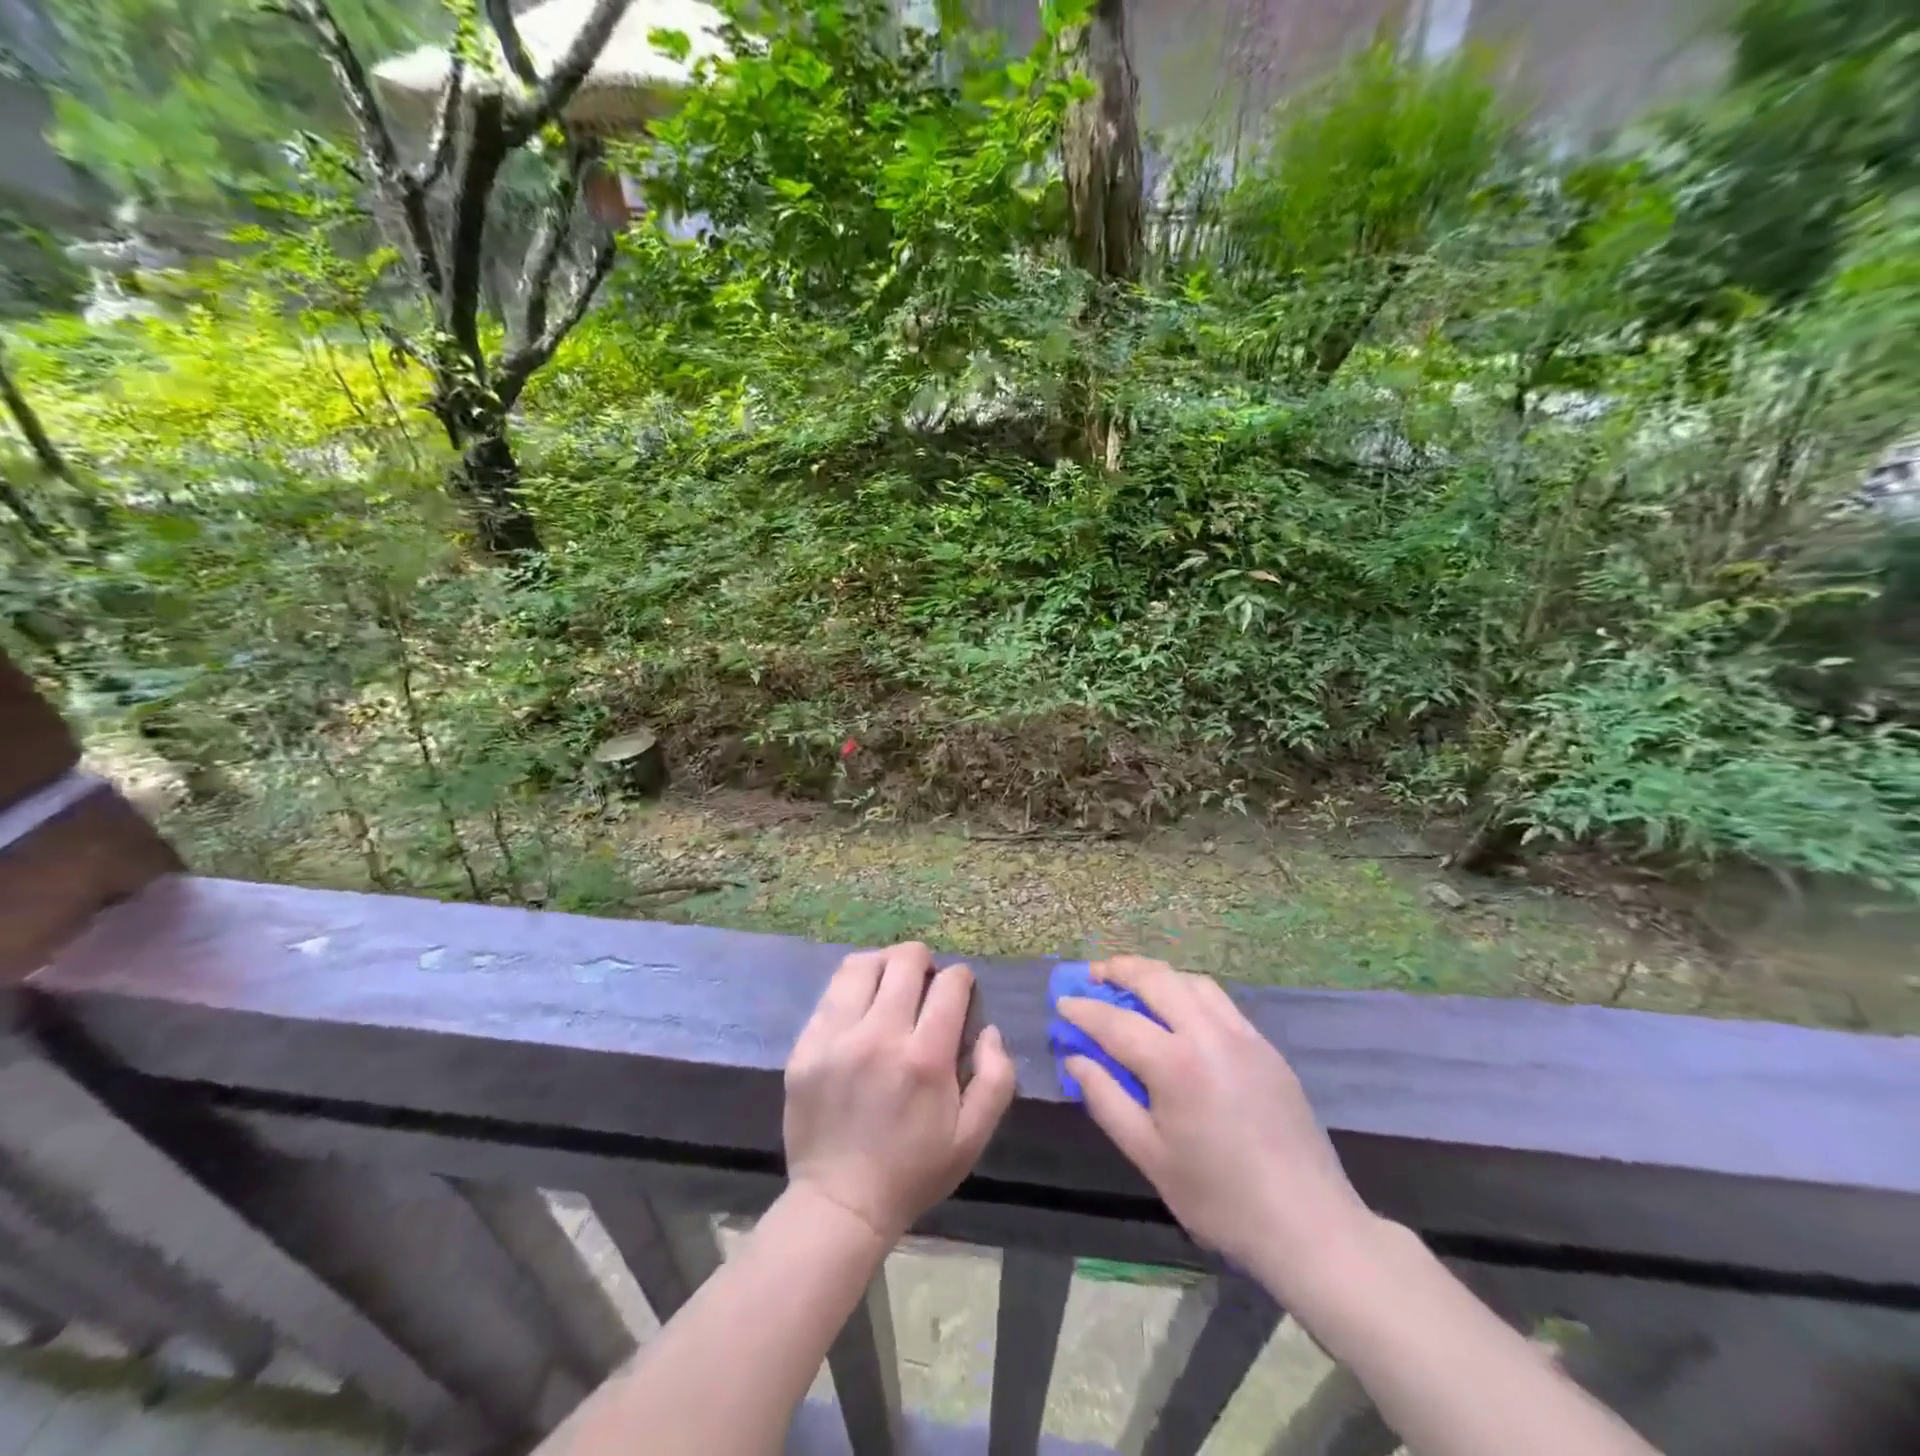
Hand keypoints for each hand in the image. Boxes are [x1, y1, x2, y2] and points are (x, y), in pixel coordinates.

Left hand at [784, 942, 1017, 1241]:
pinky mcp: (806, 1046)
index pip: (950, 984)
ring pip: (861, 965)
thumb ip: (996, 1078)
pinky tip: (859, 1007)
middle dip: (923, 961)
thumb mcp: (973, 1137)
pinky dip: (851, 989)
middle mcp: (879, 1037)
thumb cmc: (914, 1170)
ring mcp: (836, 1038)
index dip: (961, 979)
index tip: (960, 990)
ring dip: (883, 965)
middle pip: (904, 961)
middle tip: (925, 981)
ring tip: (889, 982)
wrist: (840, 1203)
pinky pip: (830, 993)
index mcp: (925, 1058)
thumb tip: (989, 1030)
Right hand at [1059, 956, 1369, 1281]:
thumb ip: (1106, 1099)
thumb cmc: (1219, 1198)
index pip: (1116, 1022)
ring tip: (1134, 986)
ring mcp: (1243, 1036)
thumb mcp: (1150, 1156)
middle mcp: (1209, 1034)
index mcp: (1176, 1064)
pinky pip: (1219, 1001)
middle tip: (1093, 975)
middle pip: (1156, 980)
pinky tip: (1180, 1013)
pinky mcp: (1266, 1047)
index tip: (1062, 1003)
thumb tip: (1076, 1058)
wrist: (1308, 1224)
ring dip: (1157, 976)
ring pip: (1192, 982)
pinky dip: (1189, 992)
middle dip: (1119, 970)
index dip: (1084, 1010)